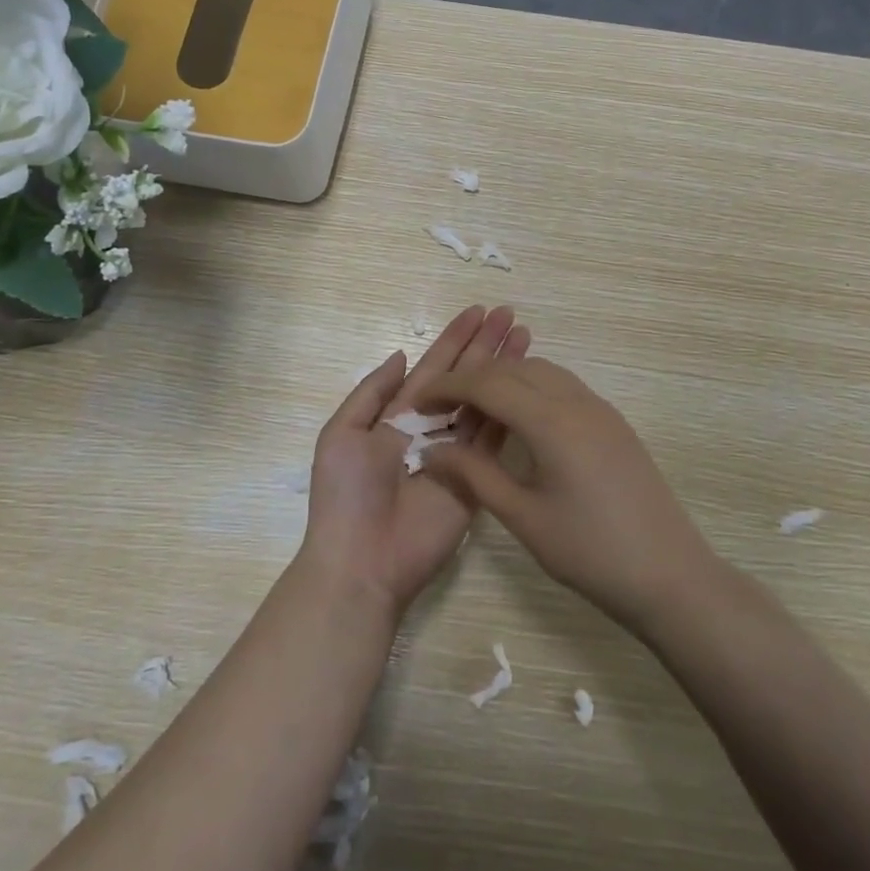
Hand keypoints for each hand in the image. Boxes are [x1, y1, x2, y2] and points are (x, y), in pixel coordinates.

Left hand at [297, 305, 529, 615]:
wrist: (362, 559)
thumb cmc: (346, 494)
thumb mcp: (342, 433)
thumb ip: (372, 392)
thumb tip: (401, 354)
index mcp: (397, 415)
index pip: (433, 368)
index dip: (454, 339)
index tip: (478, 311)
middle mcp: (430, 428)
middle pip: (464, 378)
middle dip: (485, 346)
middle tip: (510, 314)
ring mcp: (456, 453)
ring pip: (484, 402)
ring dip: (504, 371)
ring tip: (525, 337)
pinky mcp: (476, 479)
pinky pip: (494, 440)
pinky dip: (511, 411)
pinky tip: (527, 385)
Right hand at [421, 358, 713, 630]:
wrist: (670, 575)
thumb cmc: (590, 551)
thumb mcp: (523, 517)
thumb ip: (474, 475)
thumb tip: (431, 450)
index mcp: (551, 421)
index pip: (488, 384)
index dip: (448, 388)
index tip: (418, 403)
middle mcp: (576, 401)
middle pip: (513, 369)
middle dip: (472, 379)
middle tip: (441, 406)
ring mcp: (599, 409)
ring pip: (540, 371)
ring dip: (503, 378)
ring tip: (474, 408)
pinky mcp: (613, 422)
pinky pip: (562, 386)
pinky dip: (530, 387)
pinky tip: (518, 418)